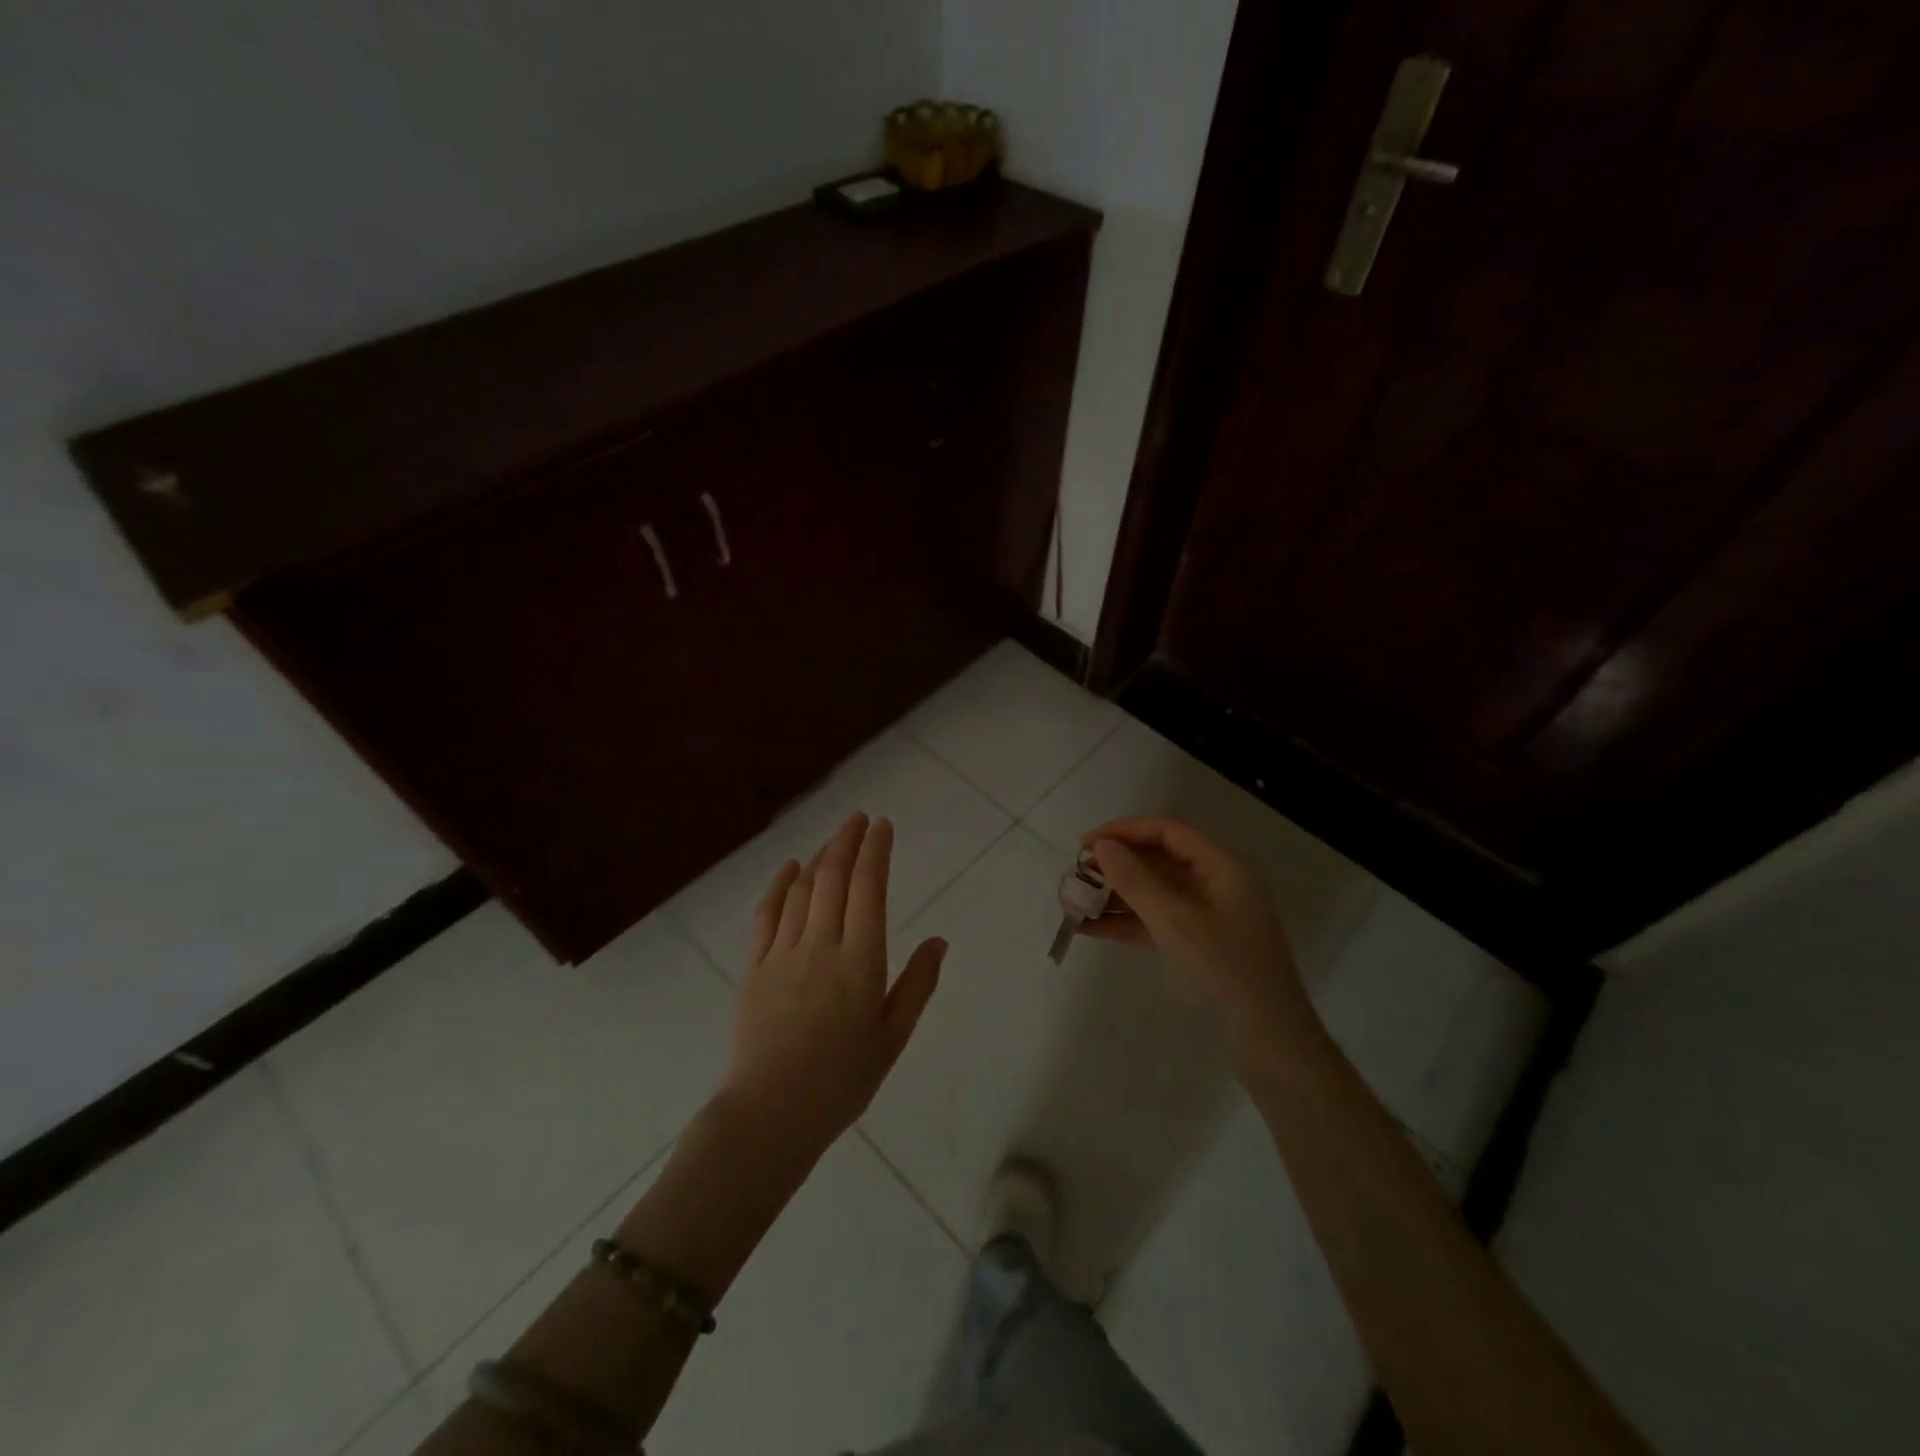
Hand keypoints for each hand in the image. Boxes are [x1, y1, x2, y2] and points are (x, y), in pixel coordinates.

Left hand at [717, 813, 945, 1167]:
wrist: (770, 1115)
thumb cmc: (841, 1082)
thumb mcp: (892, 1039)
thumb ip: (917, 985)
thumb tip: (939, 940)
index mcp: (861, 962)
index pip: (869, 889)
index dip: (876, 851)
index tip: (882, 826)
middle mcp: (821, 945)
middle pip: (834, 878)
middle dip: (847, 841)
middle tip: (859, 818)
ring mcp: (783, 954)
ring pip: (802, 890)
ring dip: (819, 858)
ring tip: (833, 841)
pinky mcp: (754, 968)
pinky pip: (767, 915)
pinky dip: (779, 885)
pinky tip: (789, 869)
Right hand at [1080, 817, 1314, 1055]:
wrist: (1269, 1041)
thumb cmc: (1226, 970)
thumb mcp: (1176, 922)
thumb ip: (1136, 881)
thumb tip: (1102, 846)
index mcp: (1222, 867)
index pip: (1168, 832)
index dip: (1125, 831)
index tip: (1085, 844)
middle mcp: (1216, 885)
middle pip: (1159, 861)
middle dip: (1116, 866)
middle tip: (1076, 875)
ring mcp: (1207, 917)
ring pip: (1154, 893)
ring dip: (1115, 896)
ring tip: (1074, 901)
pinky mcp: (1198, 946)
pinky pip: (1155, 923)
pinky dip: (1125, 924)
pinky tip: (1089, 929)